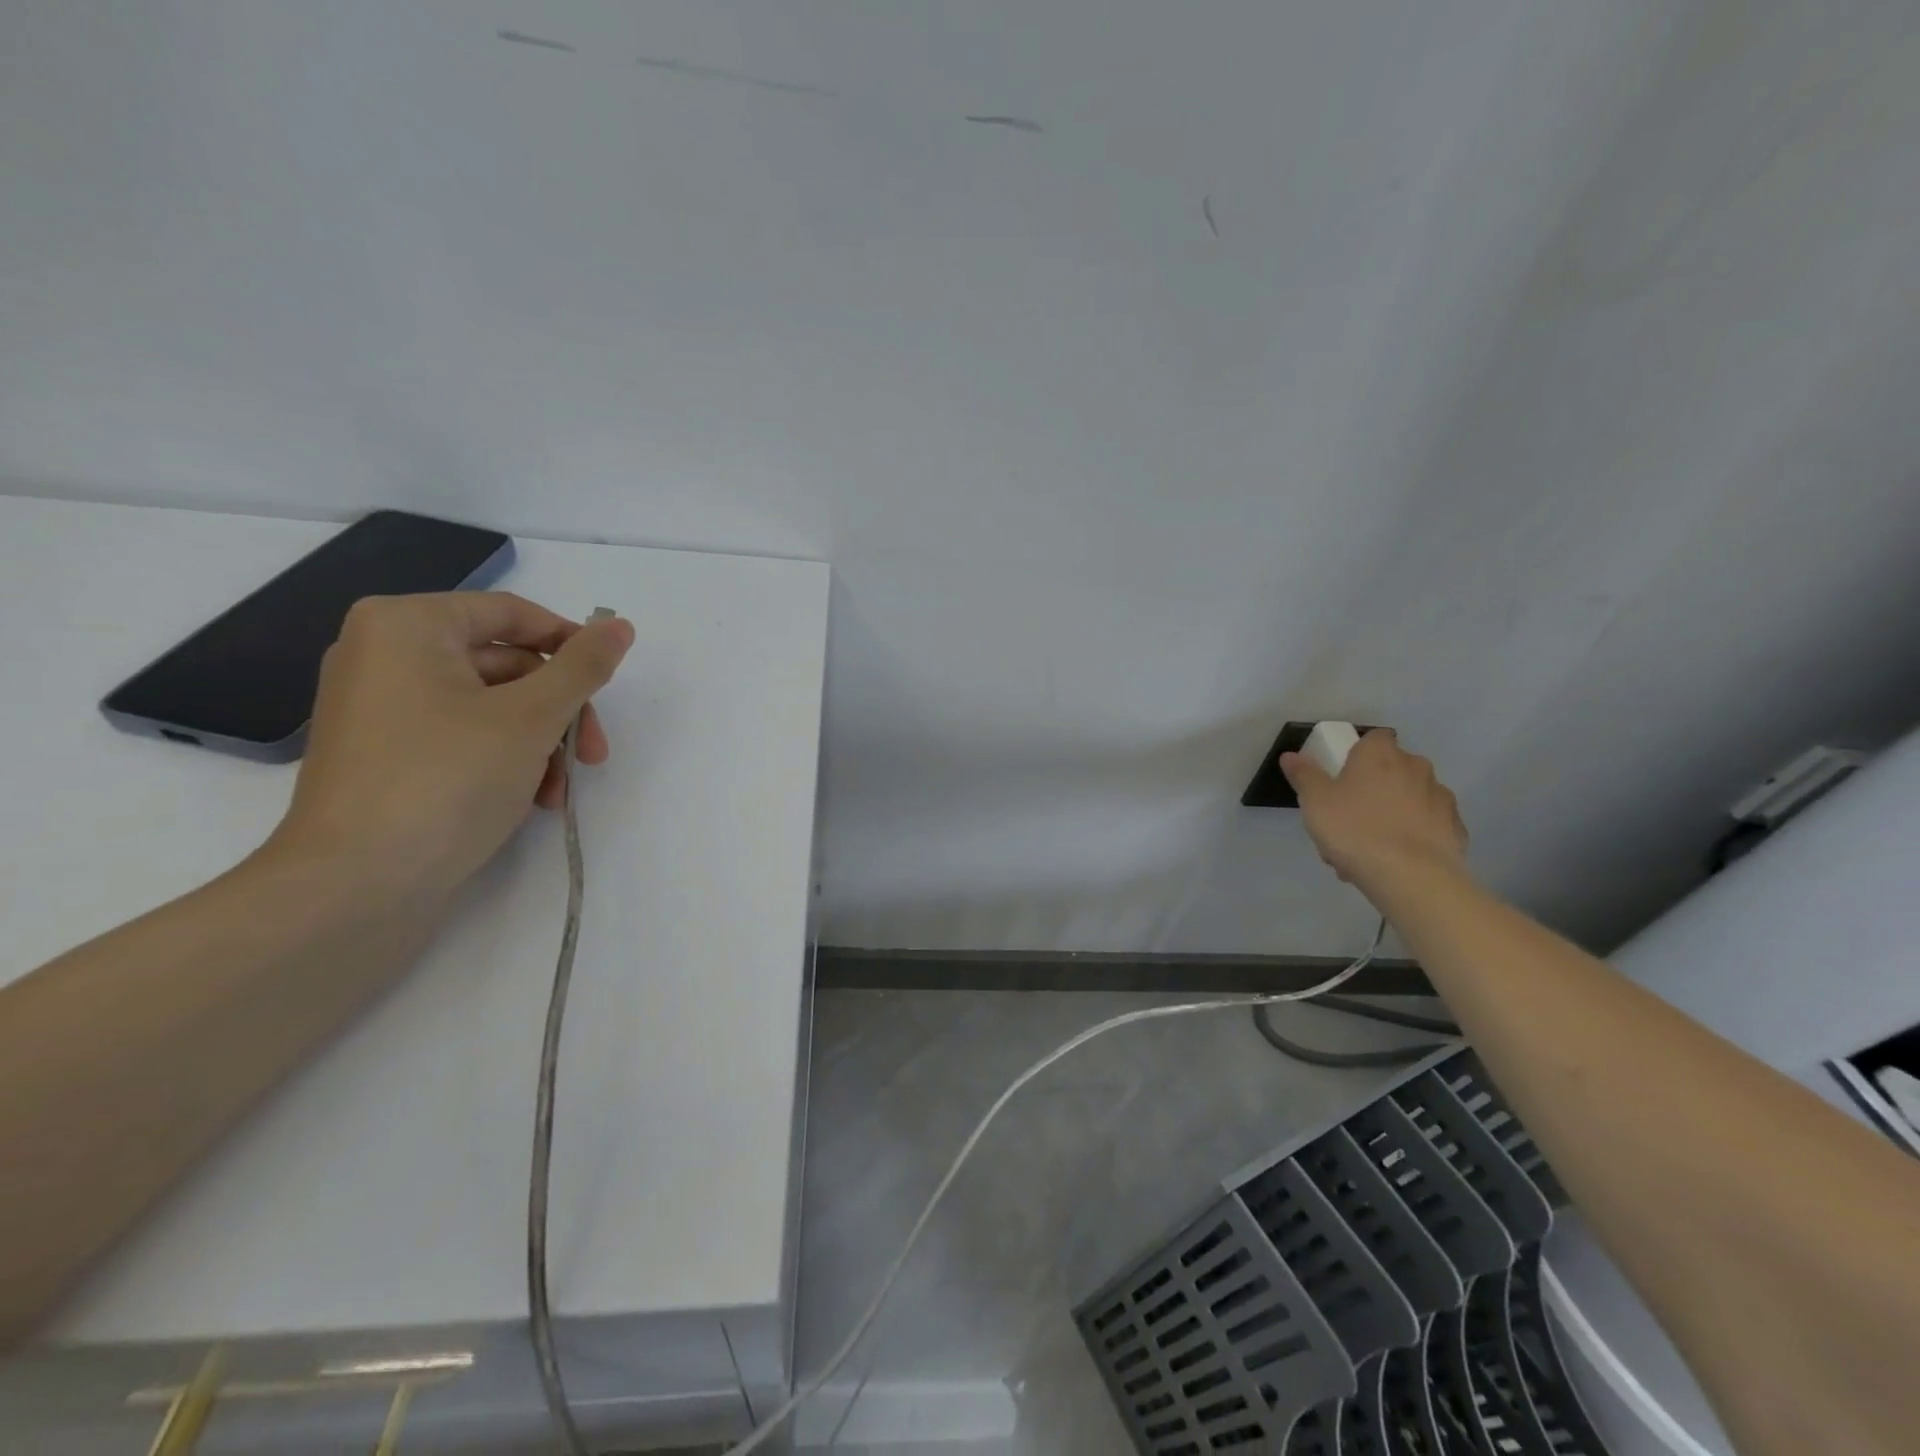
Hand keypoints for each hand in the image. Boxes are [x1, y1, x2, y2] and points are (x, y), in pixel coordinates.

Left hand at [264, 592, 634, 900]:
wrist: (357, 885)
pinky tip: (534, 799)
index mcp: (407, 626)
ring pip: (493, 706)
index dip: (571, 643)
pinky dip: (507, 760)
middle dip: (559, 711)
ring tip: (561, 788)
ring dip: (541, 743)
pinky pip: (464, 736)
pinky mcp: (387, 755)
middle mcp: (385, 655)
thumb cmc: (448, 779)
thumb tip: (621, 626)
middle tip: (591, 754)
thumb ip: (584, 666)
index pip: (512, 613)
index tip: (608, 683)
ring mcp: (382, 708)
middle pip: (507, 664)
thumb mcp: (532, 717)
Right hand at [1280, 728, 1468, 892]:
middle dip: (1374, 787)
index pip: (1374, 737)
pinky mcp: (1455, 829)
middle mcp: (1416, 768)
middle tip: (1349, 817)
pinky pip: (1427, 827)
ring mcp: (1440, 798)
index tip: (1344, 773)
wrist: (1411, 876)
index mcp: (1380, 754)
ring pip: (1409, 800)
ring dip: (1392, 814)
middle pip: (1393, 769)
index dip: (1359, 752)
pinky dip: (1413, 836)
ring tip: (1369, 848)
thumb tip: (1291, 755)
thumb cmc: (1355, 829)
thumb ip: (1304, 775)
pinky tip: (1394, 860)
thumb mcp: (1314, 801)